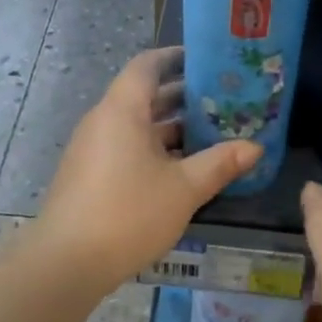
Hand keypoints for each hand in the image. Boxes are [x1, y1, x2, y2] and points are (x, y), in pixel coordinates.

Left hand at [36, 47, 261, 292]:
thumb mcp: (184, 188)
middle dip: (182, 96)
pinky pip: (126, 146)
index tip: (205, 60)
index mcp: (123, 110)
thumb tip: (256, 147)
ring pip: (137, 124)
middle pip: (144, 95)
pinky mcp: (89, 174)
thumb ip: (220, 163)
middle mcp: (104, 120)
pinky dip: (154, 147)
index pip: (147, 65)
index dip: (175, 58)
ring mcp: (93, 148)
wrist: (65, 264)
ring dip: (171, 126)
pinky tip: (182, 168)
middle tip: (222, 99)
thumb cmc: (128, 213)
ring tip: (211, 133)